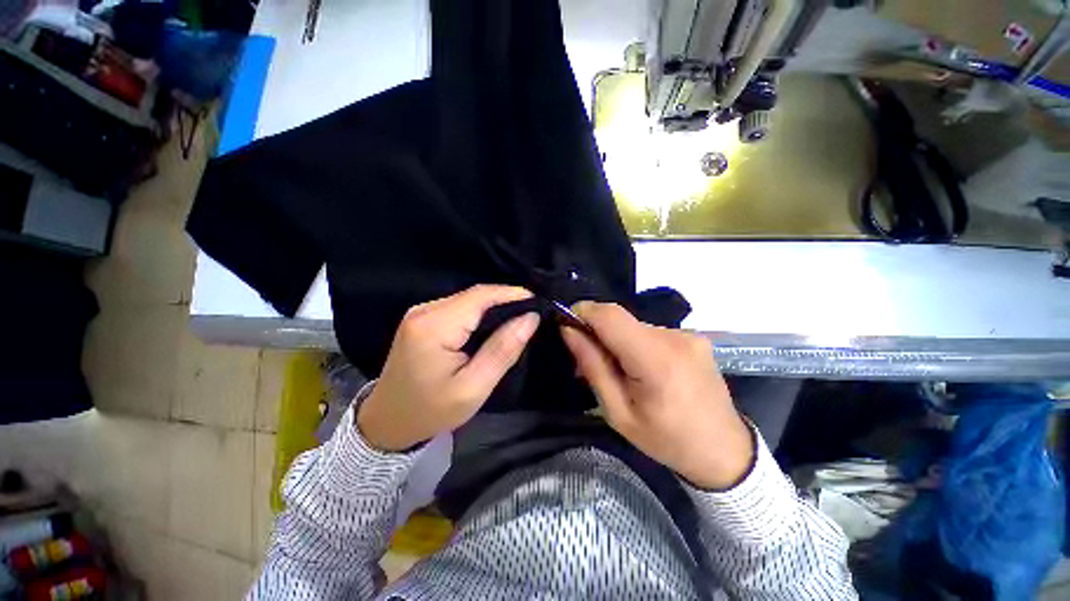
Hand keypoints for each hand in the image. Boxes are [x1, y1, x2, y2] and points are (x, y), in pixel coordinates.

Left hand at [357, 285, 539, 451]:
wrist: (388, 422)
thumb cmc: (431, 411)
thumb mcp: (474, 388)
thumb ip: (502, 350)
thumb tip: (530, 318)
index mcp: (434, 326)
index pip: (480, 296)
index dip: (511, 293)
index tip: (538, 300)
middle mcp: (424, 311)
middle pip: (473, 295)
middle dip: (505, 299)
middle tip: (531, 312)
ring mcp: (421, 312)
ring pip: (467, 299)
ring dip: (494, 305)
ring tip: (518, 317)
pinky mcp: (422, 318)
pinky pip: (458, 307)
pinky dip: (479, 312)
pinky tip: (493, 324)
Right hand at [561, 302, 752, 489]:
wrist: (725, 450)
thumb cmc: (667, 440)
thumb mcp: (618, 413)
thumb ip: (593, 366)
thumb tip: (569, 331)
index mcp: (656, 361)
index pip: (611, 316)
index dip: (584, 312)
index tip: (567, 325)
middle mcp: (675, 338)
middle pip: (621, 320)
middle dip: (598, 333)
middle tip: (588, 360)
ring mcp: (688, 334)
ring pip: (634, 325)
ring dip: (618, 340)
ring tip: (618, 370)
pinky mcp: (693, 336)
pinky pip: (651, 332)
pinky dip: (636, 343)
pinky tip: (641, 368)